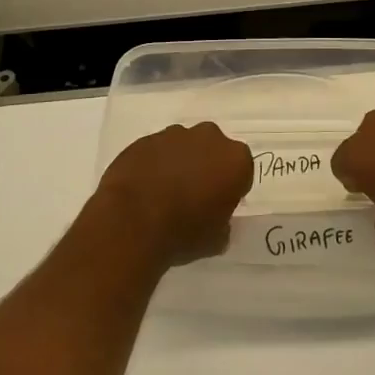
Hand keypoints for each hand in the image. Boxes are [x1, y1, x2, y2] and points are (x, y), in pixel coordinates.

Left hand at [93, 122, 253, 267]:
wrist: (132, 221)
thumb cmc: (184, 232)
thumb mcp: (216, 240)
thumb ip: (223, 223)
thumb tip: (217, 221)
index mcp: (235, 160)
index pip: (241, 171)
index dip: (231, 188)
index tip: (219, 205)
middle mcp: (208, 138)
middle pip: (213, 150)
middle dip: (207, 167)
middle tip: (195, 195)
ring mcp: (173, 135)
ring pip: (184, 146)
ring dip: (180, 163)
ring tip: (166, 192)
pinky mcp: (144, 139)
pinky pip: (157, 151)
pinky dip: (155, 164)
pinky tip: (145, 187)